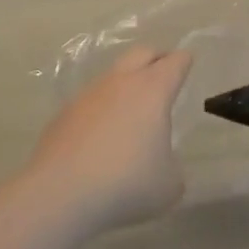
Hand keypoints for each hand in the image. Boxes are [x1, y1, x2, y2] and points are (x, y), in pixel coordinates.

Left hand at [28, 47, 192, 228]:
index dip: (185, 61)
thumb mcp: (169, 183)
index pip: (175, 62)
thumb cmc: (126, 183)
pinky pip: (89, 102)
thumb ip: (172, 166)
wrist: (60, 195)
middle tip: (165, 70)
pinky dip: (101, 109)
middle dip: (156, 57)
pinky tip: (101, 134)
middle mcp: (121, 83)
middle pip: (141, 53)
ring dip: (125, 83)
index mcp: (153, 90)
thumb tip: (162, 164)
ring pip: (112, 76)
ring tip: (132, 108)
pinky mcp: (62, 115)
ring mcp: (88, 96)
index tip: (189, 61)